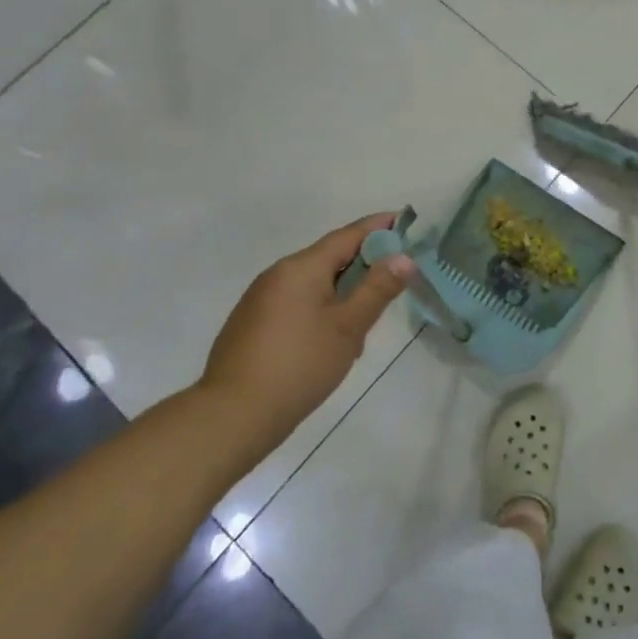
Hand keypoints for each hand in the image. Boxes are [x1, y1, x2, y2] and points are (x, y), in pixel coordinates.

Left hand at [199, 214, 410, 450]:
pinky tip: (328, 343)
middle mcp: (278, 274)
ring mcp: (259, 299)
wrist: (232, 416)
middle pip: (329, 258)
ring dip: (341, 293)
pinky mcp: (250, 324)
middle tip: (393, 283)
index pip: (348, 235)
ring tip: (362, 325)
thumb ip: (378, 289)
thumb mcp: (348, 327)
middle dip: (363, 266)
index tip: (405, 222)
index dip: (379, 227)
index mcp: (301, 267)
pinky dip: (319, 310)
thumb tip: (404, 257)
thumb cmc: (299, 365)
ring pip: (313, 284)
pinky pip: (295, 303)